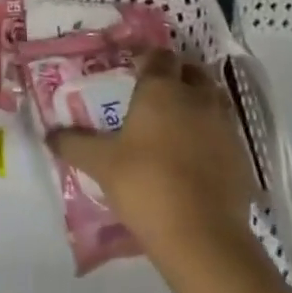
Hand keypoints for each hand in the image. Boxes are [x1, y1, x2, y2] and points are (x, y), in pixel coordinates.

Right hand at [48, 50, 260, 259]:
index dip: (147, 58)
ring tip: (177, 124)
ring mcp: (224, 126)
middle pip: (191, 72)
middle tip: (156, 94)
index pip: (158, 56)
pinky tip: (196, 158)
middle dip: (177, 76)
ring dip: (198, 103)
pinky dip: (212, 136)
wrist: (203, 237)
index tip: (133, 69)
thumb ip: (74, 144)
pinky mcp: (242, 157)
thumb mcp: (101, 164)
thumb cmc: (145, 185)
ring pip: (213, 100)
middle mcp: (197, 97)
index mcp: (162, 89)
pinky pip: (225, 133)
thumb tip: (49, 135)